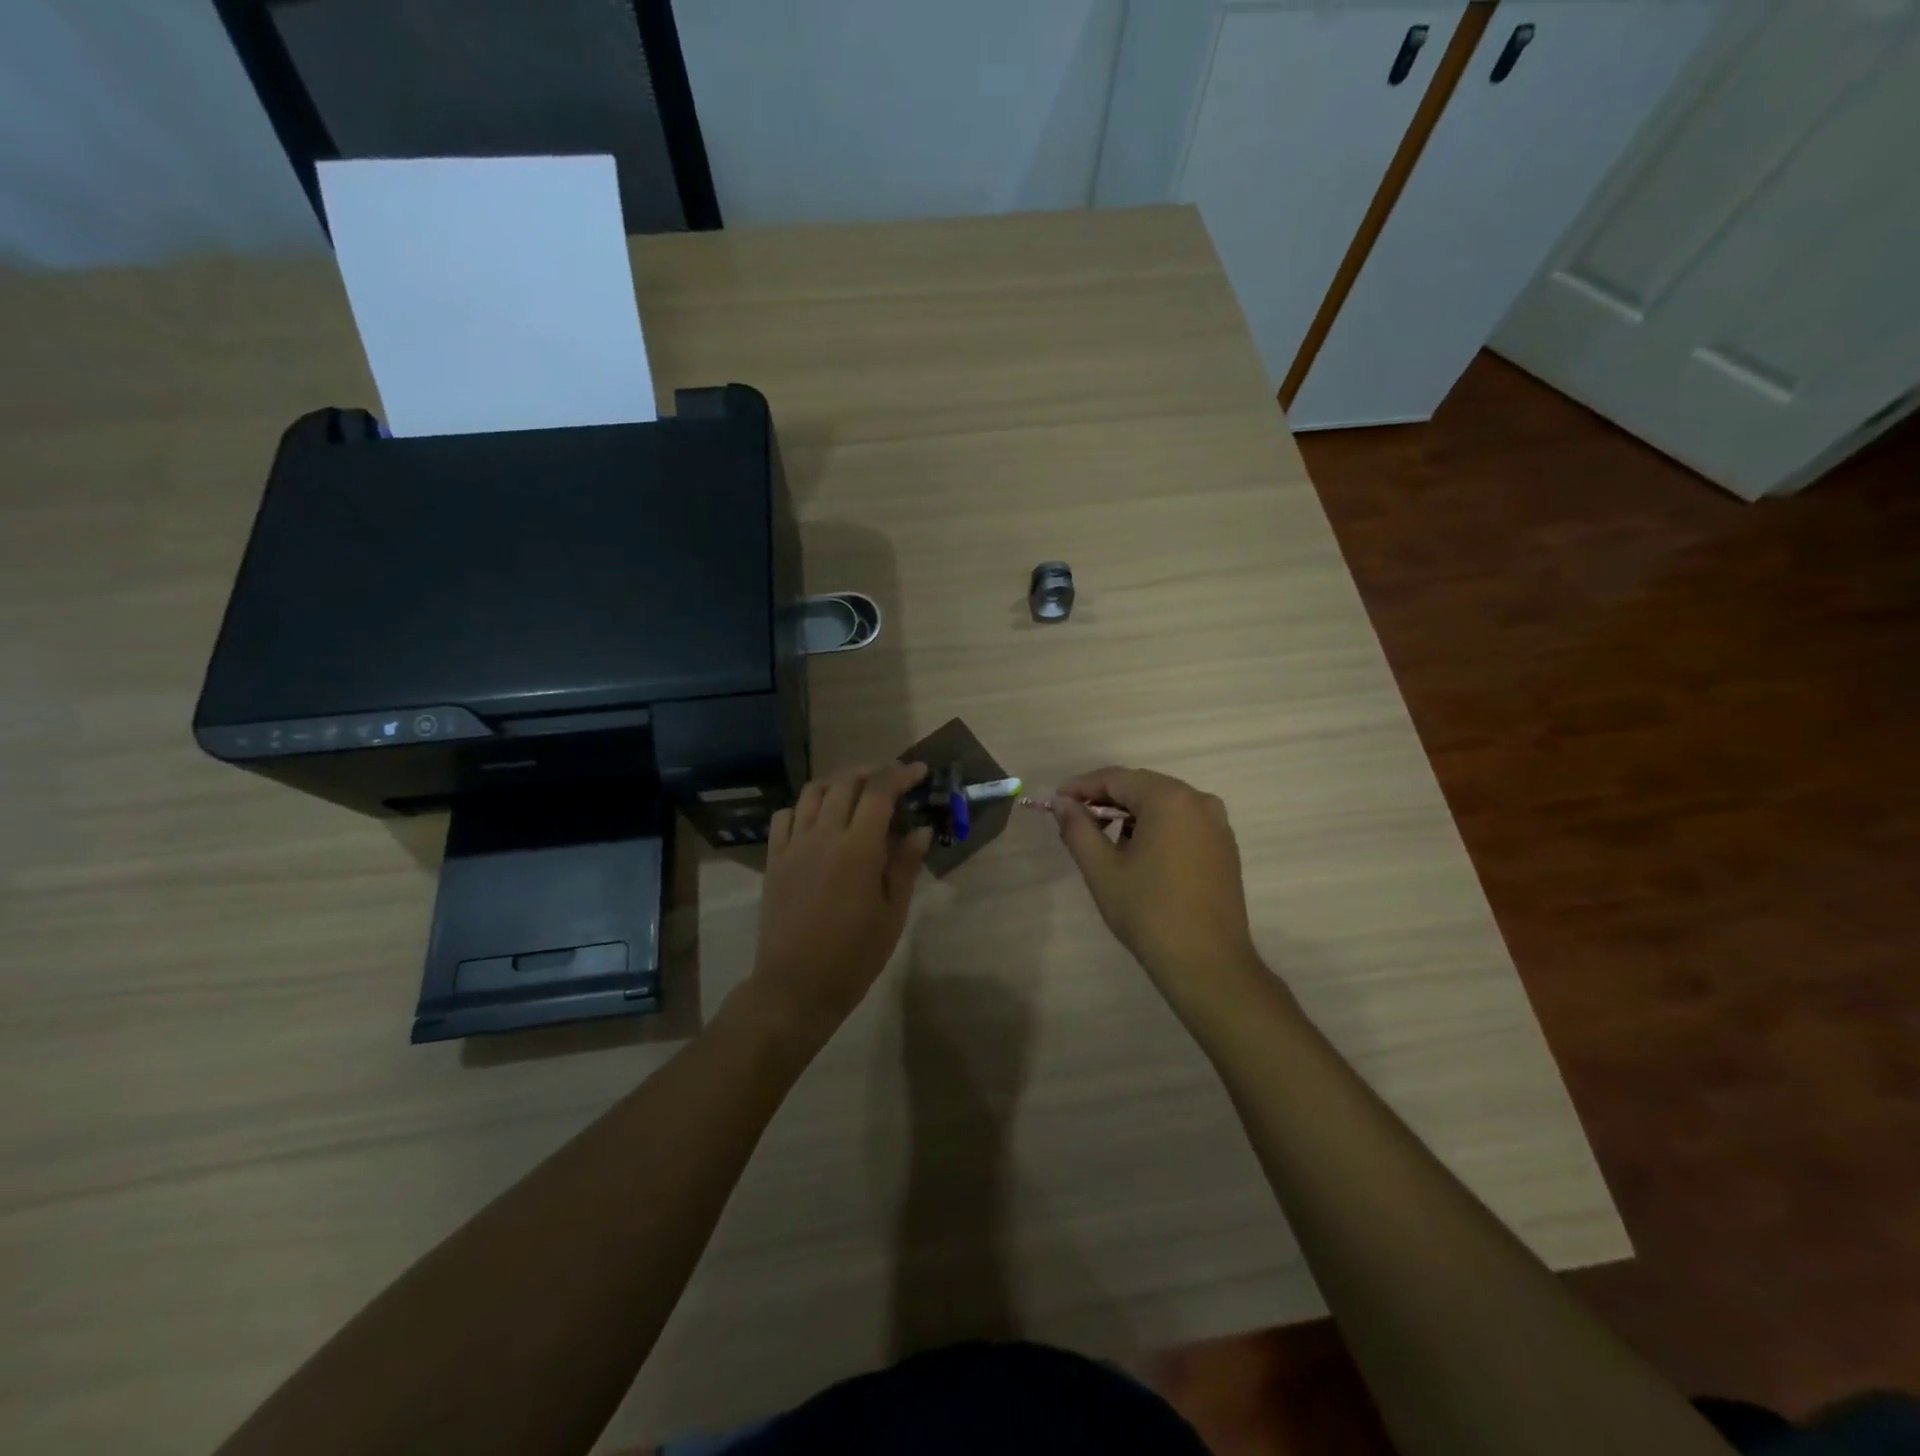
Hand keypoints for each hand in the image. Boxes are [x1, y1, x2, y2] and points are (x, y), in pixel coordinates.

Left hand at [748, 762, 933, 1042]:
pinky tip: (818, 817)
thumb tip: (920, 829)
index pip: (879, 791)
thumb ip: (904, 865)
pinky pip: (785, 815)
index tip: (919, 771)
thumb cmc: (854, 955)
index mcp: (858, 849)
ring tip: (857, 791)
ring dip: (839, 782)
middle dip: (873, 772)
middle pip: (846, 782)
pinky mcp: (774, 859)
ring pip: (813, 792)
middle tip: (892, 781)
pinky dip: (805, 805)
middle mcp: (823, 835)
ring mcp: (793, 845)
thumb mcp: (892, 913)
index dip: (901, 775)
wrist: (796, 986)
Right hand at [1052, 766, 1262, 1001]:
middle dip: (1106, 799)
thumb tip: (1062, 803)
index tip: (1056, 802)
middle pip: (1142, 787)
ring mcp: (1217, 824)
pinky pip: (1182, 822)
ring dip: (1131, 814)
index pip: (1115, 778)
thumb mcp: (1102, 869)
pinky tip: (1139, 854)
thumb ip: (1078, 828)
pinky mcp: (1224, 846)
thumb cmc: (1148, 912)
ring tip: (1105, 841)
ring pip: (1163, 804)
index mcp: (1169, 799)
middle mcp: (1198, 801)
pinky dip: (1156, 827)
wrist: (1207, 963)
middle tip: (1076, 820)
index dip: (1081, 787)